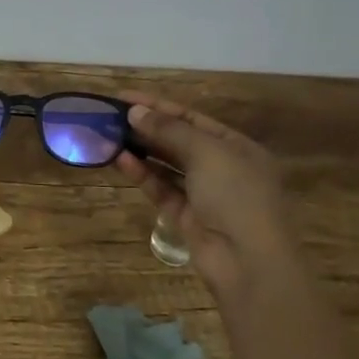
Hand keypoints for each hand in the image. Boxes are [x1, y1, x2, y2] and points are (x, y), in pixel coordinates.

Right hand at [114, 93, 296, 291]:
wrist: (249, 262)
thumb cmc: (236, 195)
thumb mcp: (206, 152)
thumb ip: (169, 130)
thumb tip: (135, 112)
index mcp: (237, 146)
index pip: (191, 118)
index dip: (158, 106)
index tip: (123, 97)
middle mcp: (222, 167)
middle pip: (178, 140)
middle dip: (146, 127)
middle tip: (110, 117)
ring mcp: (204, 194)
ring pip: (167, 165)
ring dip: (140, 150)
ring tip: (109, 136)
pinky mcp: (186, 216)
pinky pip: (161, 189)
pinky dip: (142, 174)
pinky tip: (120, 160)